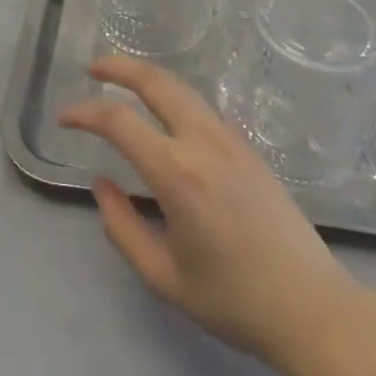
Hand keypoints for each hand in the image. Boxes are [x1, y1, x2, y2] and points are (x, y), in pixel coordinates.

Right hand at [59, 57, 371, 374]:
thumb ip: (122, 228)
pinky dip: (175, 96)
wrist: (311, 307)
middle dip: (120, 68)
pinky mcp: (248, 147)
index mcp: (177, 173)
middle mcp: (203, 142)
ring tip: (123, 82)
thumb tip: (100, 184)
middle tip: (92, 69)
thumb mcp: (164, 277)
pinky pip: (203, 107)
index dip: (85, 113)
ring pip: (183, 88)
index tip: (64, 118)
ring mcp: (230, 139)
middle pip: (156, 82)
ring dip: (148, 77)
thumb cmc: (234, 301)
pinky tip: (166, 113)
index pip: (119, 122)